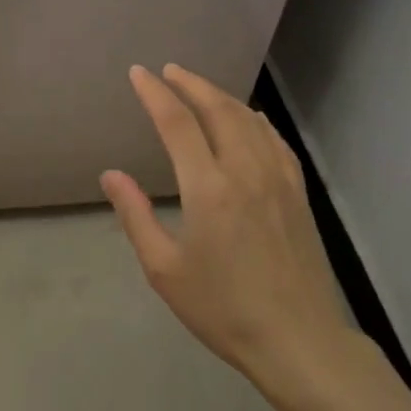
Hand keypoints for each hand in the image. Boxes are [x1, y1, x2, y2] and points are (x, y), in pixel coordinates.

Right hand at [101, 64, 354, 393]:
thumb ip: (135, 216)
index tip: (139, 74)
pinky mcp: (298, 193)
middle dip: (190, 83)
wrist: (298, 340)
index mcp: (208, 188)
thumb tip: (111, 174)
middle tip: (168, 70)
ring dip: (221, 96)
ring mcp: (278, 179)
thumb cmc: (223, 309)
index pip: (177, 122)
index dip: (155, 93)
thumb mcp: (165, 269)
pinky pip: (274, 140)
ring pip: (248, 119)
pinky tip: (248, 118)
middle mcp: (245, 171)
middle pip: (217, 109)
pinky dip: (254, 120)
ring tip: (199, 88)